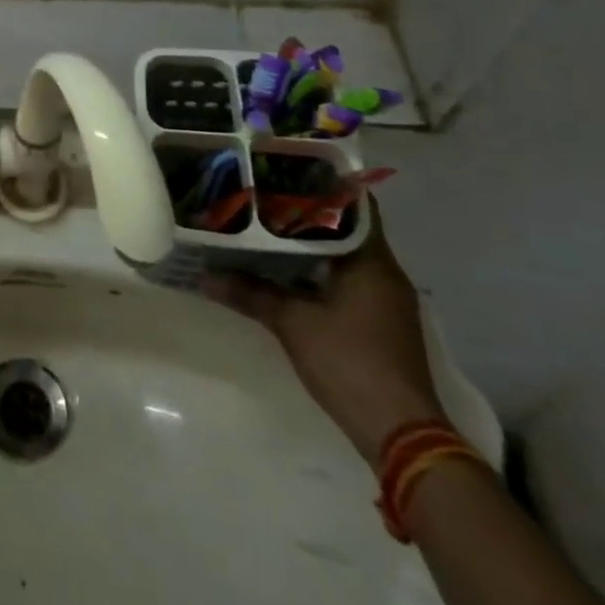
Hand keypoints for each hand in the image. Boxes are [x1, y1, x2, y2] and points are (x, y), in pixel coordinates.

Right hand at [202, 199, 444, 462]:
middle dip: (307, 212)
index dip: (322, 183)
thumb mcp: (292, 323)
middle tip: (264, 195)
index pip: (354, 204)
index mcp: (372, 261)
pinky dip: (319, 269)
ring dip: (312, 243)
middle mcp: (385, 273)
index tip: (285, 169)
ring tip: (267, 226)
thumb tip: (204, 275)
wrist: (401, 435)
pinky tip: (286, 270)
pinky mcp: (379, 322)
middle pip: (346, 228)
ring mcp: (385, 300)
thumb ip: (250, 293)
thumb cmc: (350, 363)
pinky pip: (346, 278)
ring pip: (345, 255)